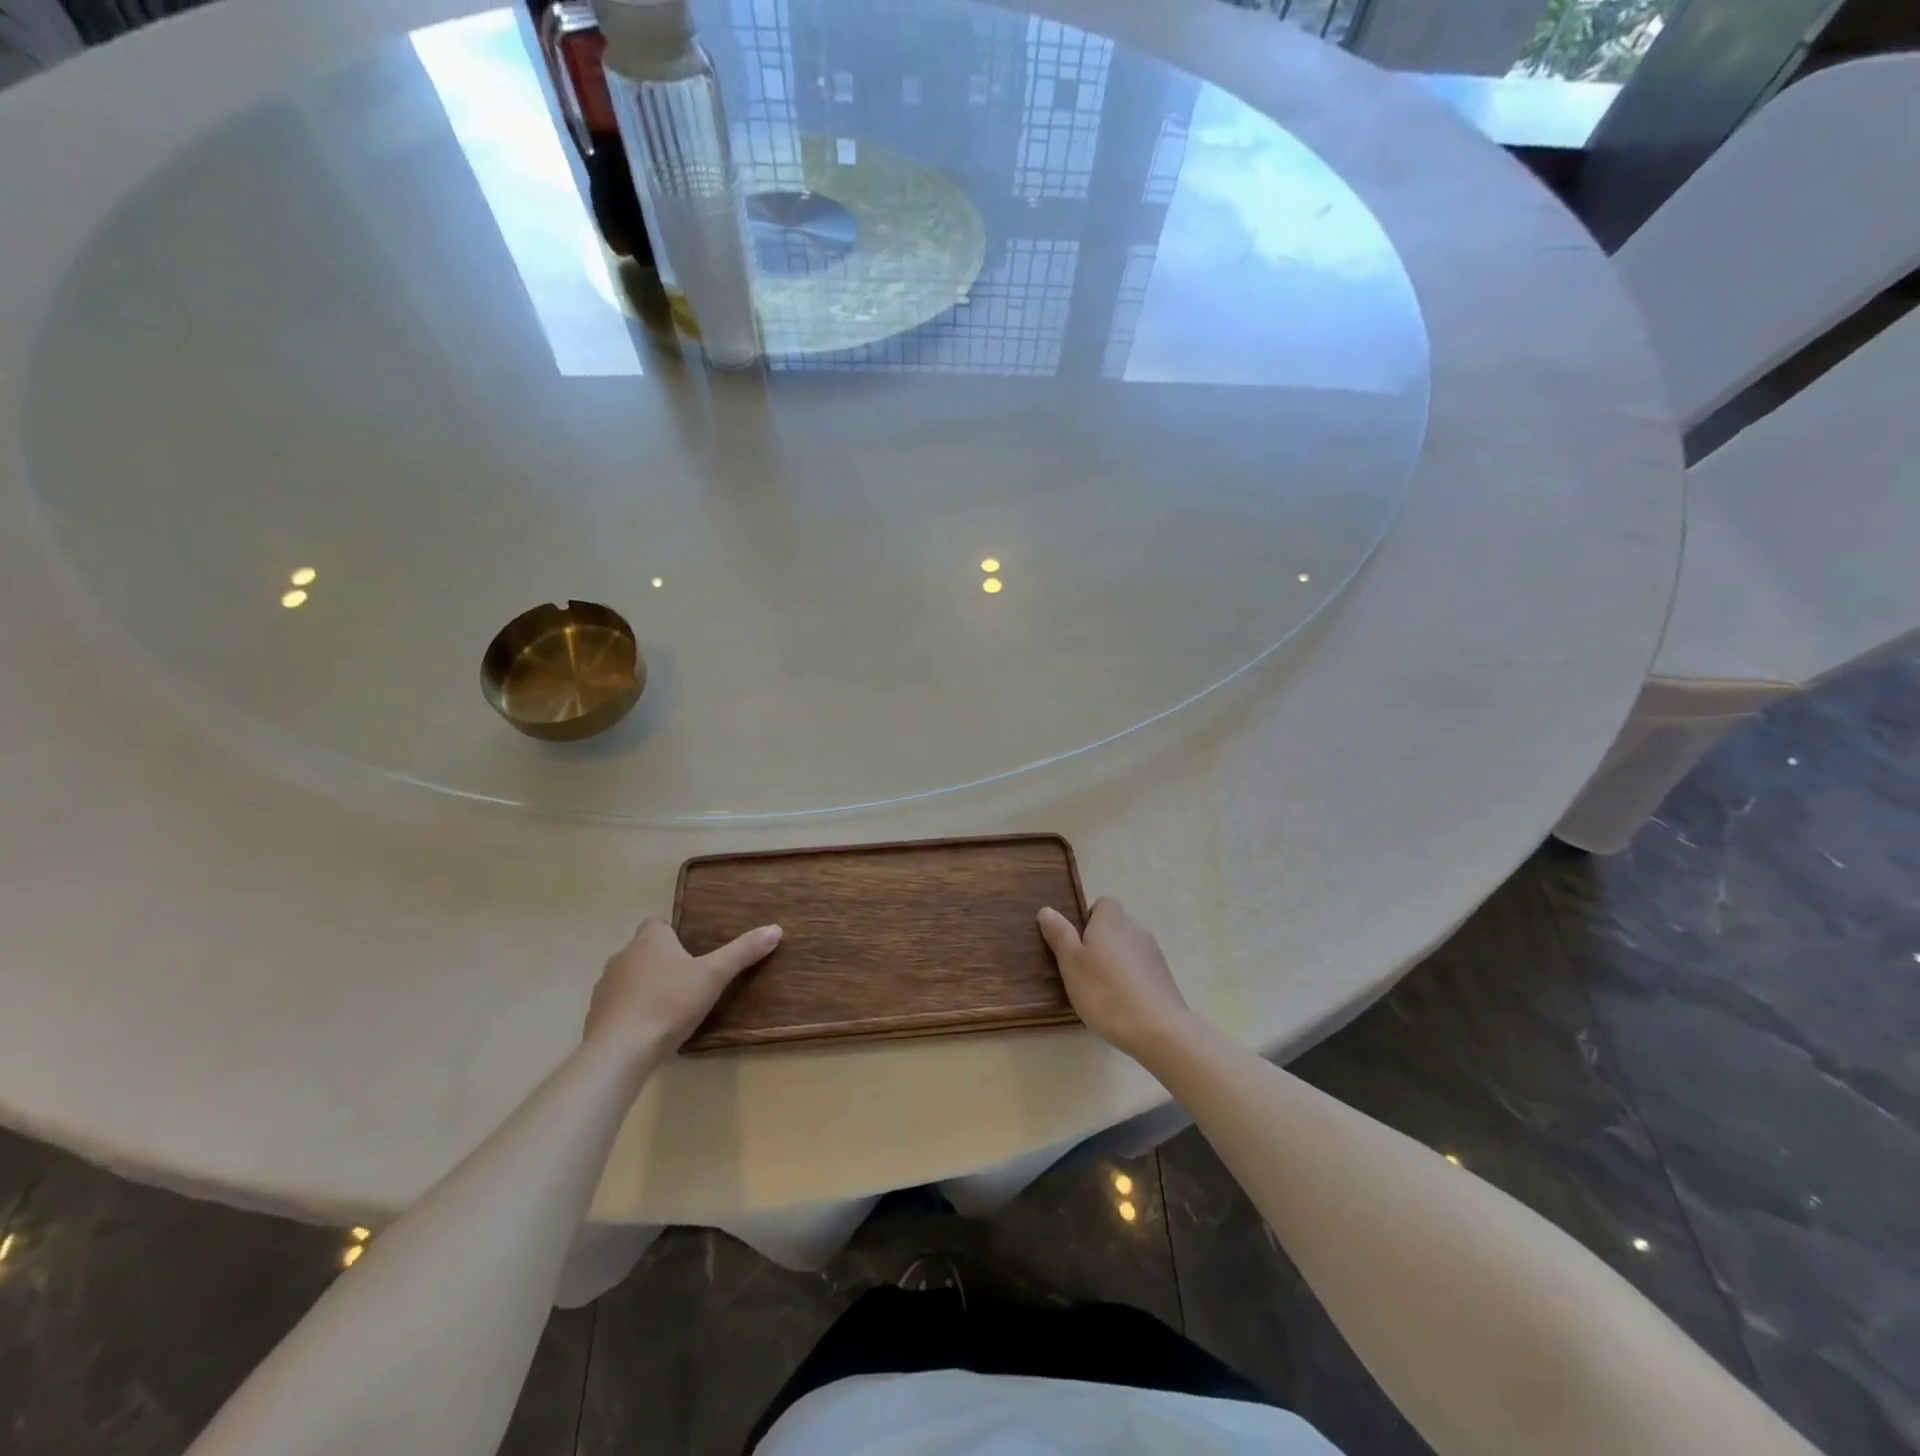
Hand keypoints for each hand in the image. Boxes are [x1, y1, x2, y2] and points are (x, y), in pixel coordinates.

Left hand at [585, 917, 781, 1057]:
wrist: (620, 1051)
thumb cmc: (669, 1004)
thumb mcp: (714, 976)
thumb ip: (742, 952)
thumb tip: (775, 929)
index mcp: (650, 940)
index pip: (657, 923)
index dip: (673, 934)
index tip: (691, 951)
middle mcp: (623, 956)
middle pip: (643, 950)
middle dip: (661, 961)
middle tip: (688, 980)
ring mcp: (605, 986)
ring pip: (629, 977)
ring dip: (644, 986)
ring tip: (669, 1006)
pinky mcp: (595, 1016)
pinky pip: (617, 1005)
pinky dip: (631, 1011)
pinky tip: (648, 1029)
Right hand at [1038, 897, 1194, 1061]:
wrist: (1158, 1030)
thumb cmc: (1106, 992)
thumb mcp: (1072, 964)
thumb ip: (1060, 935)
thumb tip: (1047, 909)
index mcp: (1111, 921)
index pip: (1103, 903)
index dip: (1089, 918)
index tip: (1078, 942)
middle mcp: (1135, 930)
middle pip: (1116, 926)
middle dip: (1100, 942)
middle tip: (1083, 969)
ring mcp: (1153, 953)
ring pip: (1128, 948)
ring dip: (1116, 961)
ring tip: (1102, 990)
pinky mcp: (1164, 976)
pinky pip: (1141, 968)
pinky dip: (1131, 979)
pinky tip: (1122, 1003)